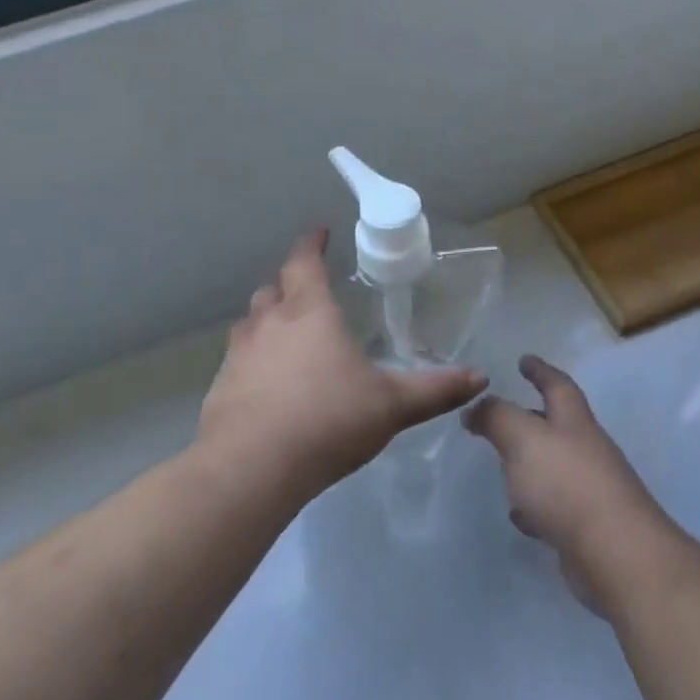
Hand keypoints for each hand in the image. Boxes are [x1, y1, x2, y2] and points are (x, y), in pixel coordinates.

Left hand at [198, 231, 487, 497]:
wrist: (252, 467)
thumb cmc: (328, 420)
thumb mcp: (391, 405)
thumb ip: (435, 390)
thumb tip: (480, 378)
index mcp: (309, 314)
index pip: (304, 263)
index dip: (312, 244)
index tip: (320, 232)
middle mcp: (268, 325)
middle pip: (272, 289)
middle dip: (289, 283)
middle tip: (307, 289)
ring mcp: (238, 356)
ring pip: (250, 323)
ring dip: (266, 320)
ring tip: (286, 334)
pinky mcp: (220, 388)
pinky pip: (237, 360)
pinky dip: (253, 360)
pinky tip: (266, 384)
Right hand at [463, 356, 680, 611]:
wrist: (615, 554)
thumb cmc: (567, 484)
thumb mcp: (523, 438)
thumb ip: (496, 417)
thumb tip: (475, 408)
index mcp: (574, 423)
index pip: (558, 386)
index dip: (540, 371)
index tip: (524, 360)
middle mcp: (587, 451)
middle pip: (558, 426)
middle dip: (532, 417)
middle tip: (503, 415)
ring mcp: (590, 491)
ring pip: (554, 467)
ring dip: (531, 463)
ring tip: (503, 463)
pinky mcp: (586, 528)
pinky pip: (554, 507)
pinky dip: (535, 505)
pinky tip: (519, 515)